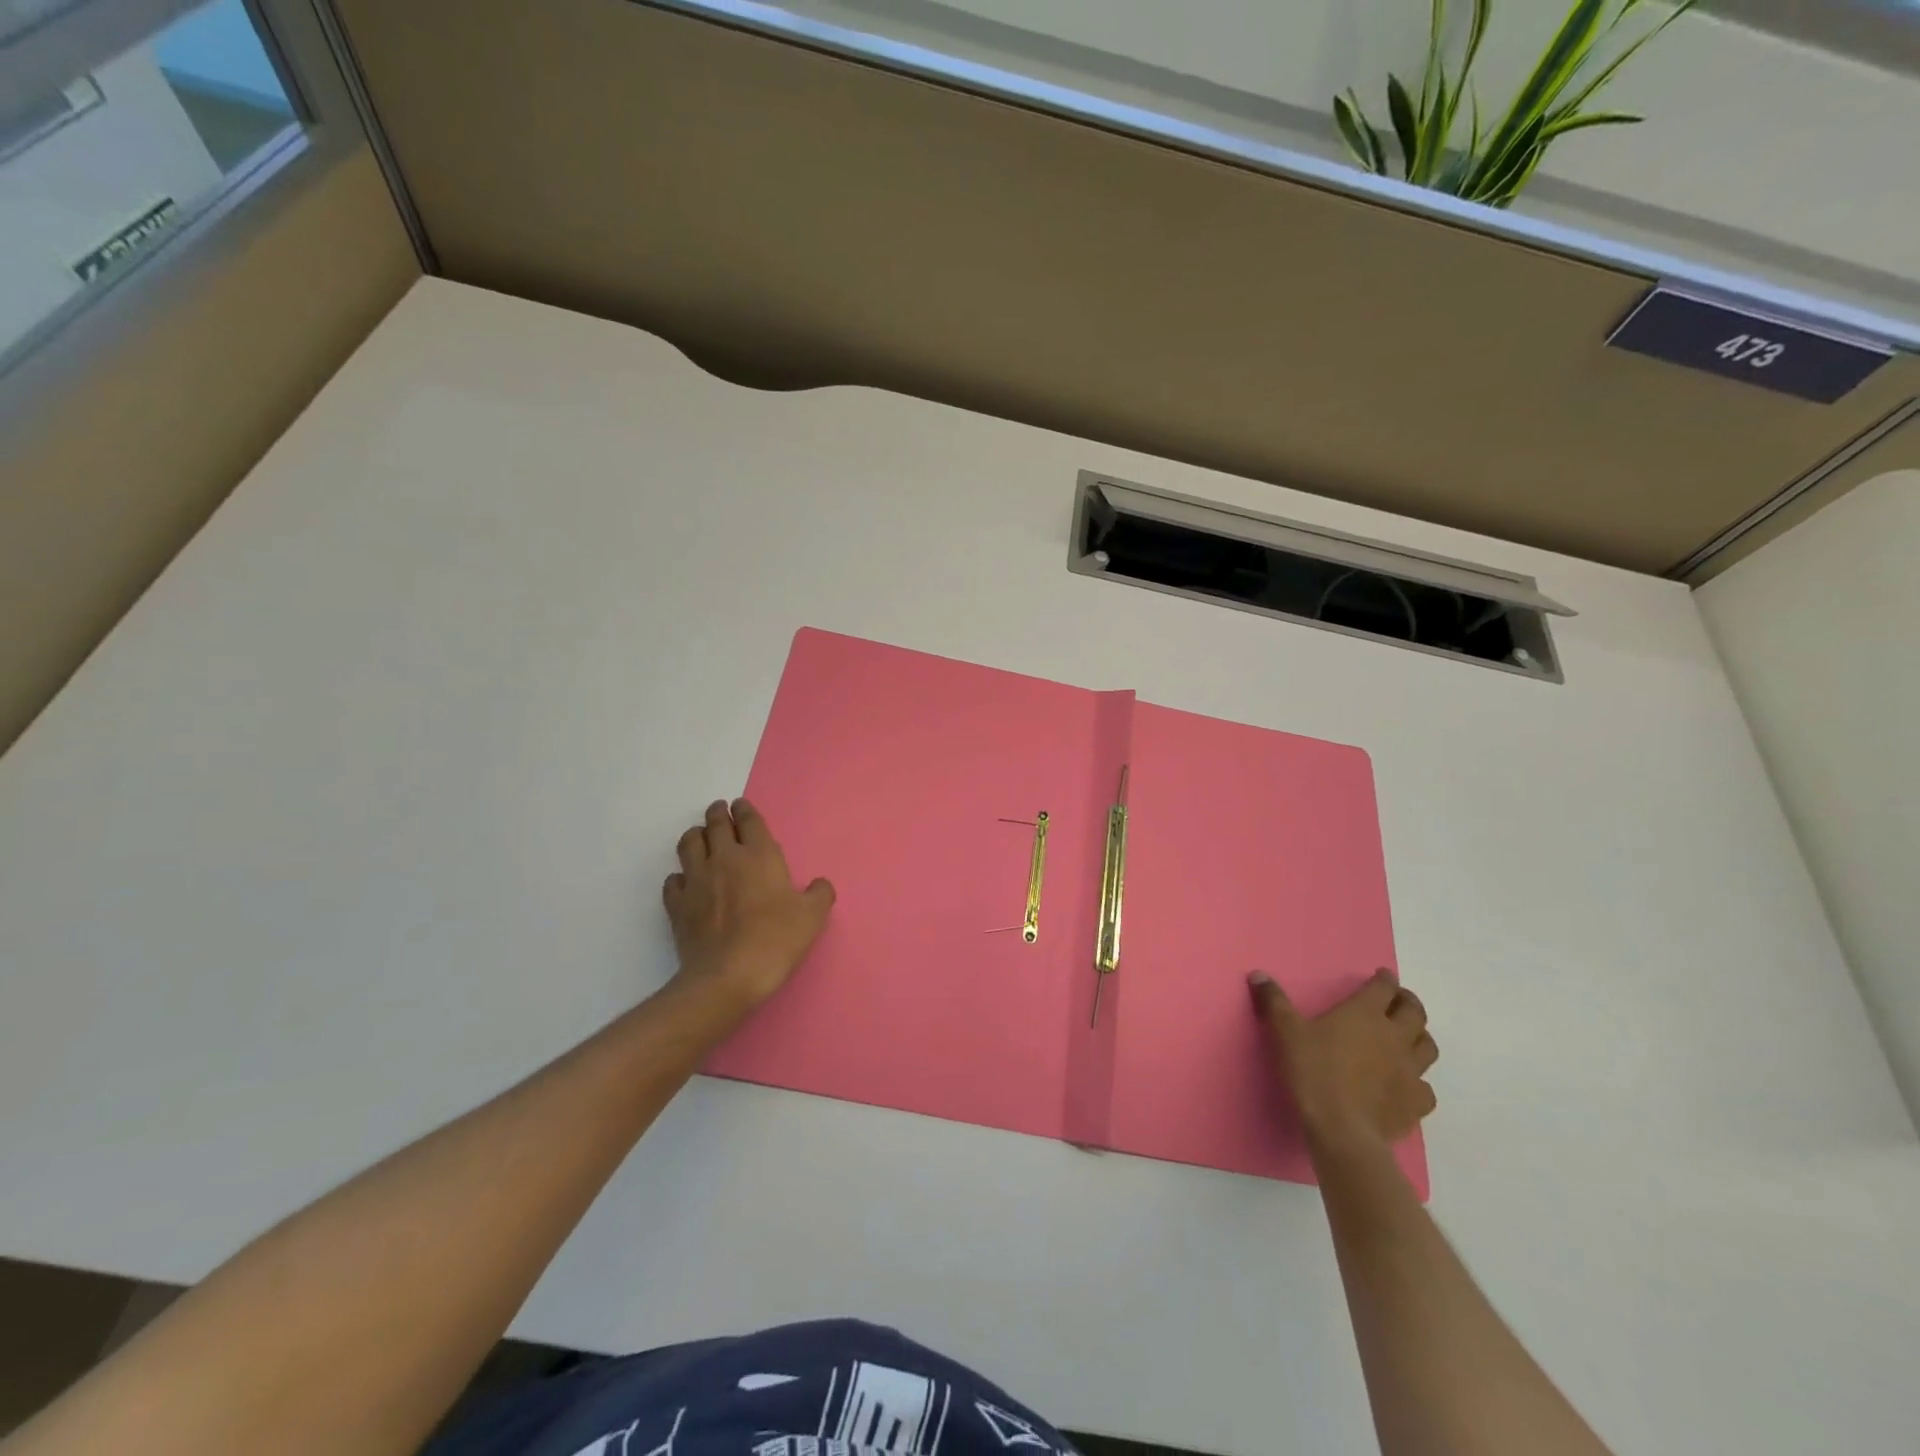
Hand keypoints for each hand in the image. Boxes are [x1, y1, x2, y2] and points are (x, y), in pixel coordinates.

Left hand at [663, 799, 834, 1014]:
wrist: (728, 976)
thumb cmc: (776, 940)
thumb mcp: (812, 917)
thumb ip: (819, 895)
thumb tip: (820, 885)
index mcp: (759, 855)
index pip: (749, 820)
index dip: (745, 809)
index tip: (740, 805)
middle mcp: (725, 858)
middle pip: (716, 824)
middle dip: (718, 813)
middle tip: (720, 811)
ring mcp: (696, 880)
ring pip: (689, 843)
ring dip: (696, 835)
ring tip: (700, 837)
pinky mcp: (677, 904)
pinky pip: (673, 879)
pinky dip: (680, 875)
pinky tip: (686, 881)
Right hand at [1250, 969, 1437, 1155]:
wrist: (1341, 1130)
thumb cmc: (1312, 1072)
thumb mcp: (1284, 1032)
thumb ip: (1274, 1001)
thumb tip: (1258, 974)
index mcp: (1365, 1014)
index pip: (1383, 988)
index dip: (1384, 979)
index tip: (1382, 976)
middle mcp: (1394, 1036)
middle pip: (1414, 1013)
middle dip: (1408, 1002)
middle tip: (1399, 1000)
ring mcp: (1410, 1071)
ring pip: (1428, 1047)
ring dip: (1420, 1037)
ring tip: (1408, 1037)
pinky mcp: (1416, 1103)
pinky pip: (1426, 1088)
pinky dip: (1420, 1082)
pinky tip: (1408, 1084)